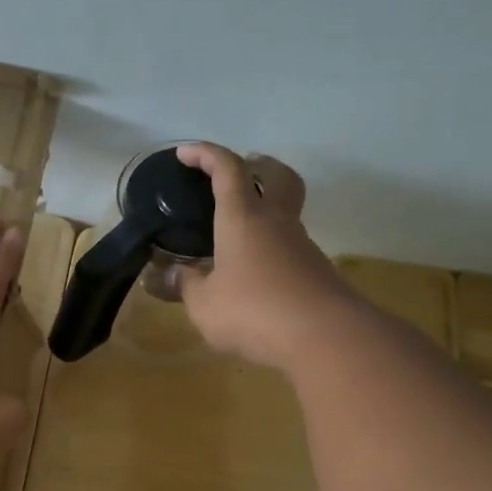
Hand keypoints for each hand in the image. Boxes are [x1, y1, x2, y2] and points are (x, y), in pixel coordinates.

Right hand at [174, 142, 348, 370]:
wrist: (324, 337)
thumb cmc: (253, 311)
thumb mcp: (204, 304)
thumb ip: (185, 285)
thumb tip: (167, 274)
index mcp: (243, 218)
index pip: (227, 169)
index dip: (205, 154)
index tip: (185, 153)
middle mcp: (276, 222)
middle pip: (275, 175)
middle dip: (255, 165)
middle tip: (237, 171)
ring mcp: (301, 245)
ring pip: (285, 211)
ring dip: (265, 208)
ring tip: (237, 231)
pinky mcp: (315, 271)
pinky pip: (289, 245)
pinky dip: (271, 245)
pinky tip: (254, 271)